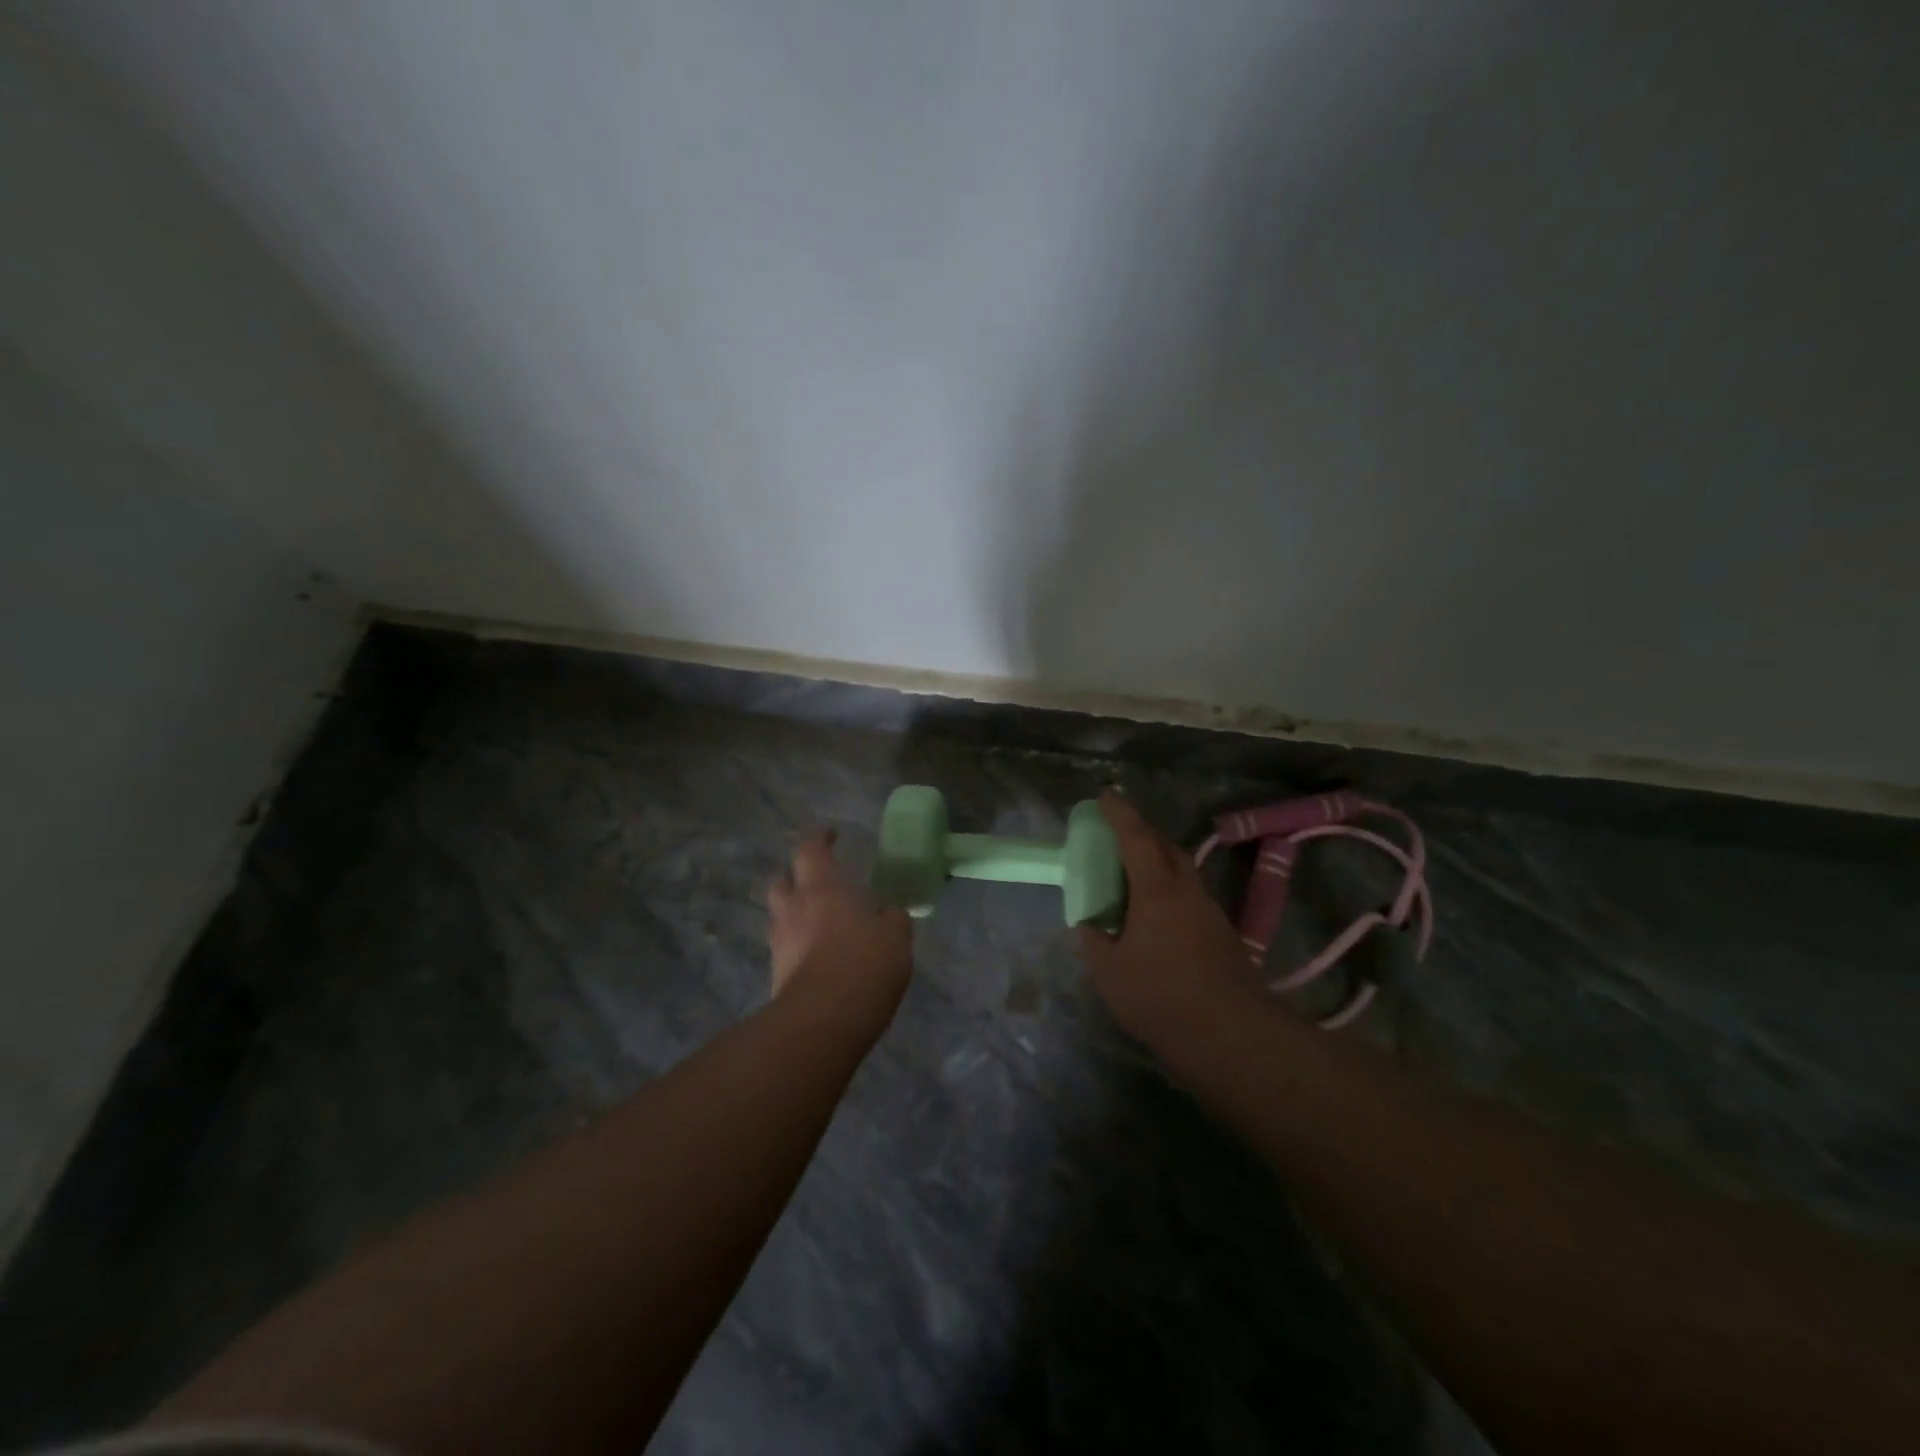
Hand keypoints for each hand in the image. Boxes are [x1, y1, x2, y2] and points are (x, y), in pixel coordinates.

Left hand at [767, 831, 913, 1015]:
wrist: (823, 1020)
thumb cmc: (864, 963)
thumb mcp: (895, 936)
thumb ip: (892, 919)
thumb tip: (888, 913)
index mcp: (822, 888)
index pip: (811, 850)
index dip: (820, 840)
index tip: (831, 836)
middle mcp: (794, 908)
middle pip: (782, 881)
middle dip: (795, 877)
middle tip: (817, 882)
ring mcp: (780, 943)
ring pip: (780, 916)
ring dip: (795, 913)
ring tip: (819, 922)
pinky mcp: (776, 976)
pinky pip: (785, 949)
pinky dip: (798, 946)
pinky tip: (818, 956)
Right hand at [1074, 793, 1256, 1046]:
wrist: (1231, 1036)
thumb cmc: (1160, 995)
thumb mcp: (1108, 971)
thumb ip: (1093, 941)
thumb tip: (1089, 927)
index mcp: (1157, 890)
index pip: (1136, 837)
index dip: (1119, 813)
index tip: (1105, 795)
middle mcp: (1188, 892)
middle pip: (1167, 848)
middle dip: (1143, 836)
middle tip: (1119, 840)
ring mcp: (1211, 913)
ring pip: (1183, 875)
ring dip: (1160, 867)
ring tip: (1135, 884)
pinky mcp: (1225, 938)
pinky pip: (1191, 901)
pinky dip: (1171, 896)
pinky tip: (1158, 924)